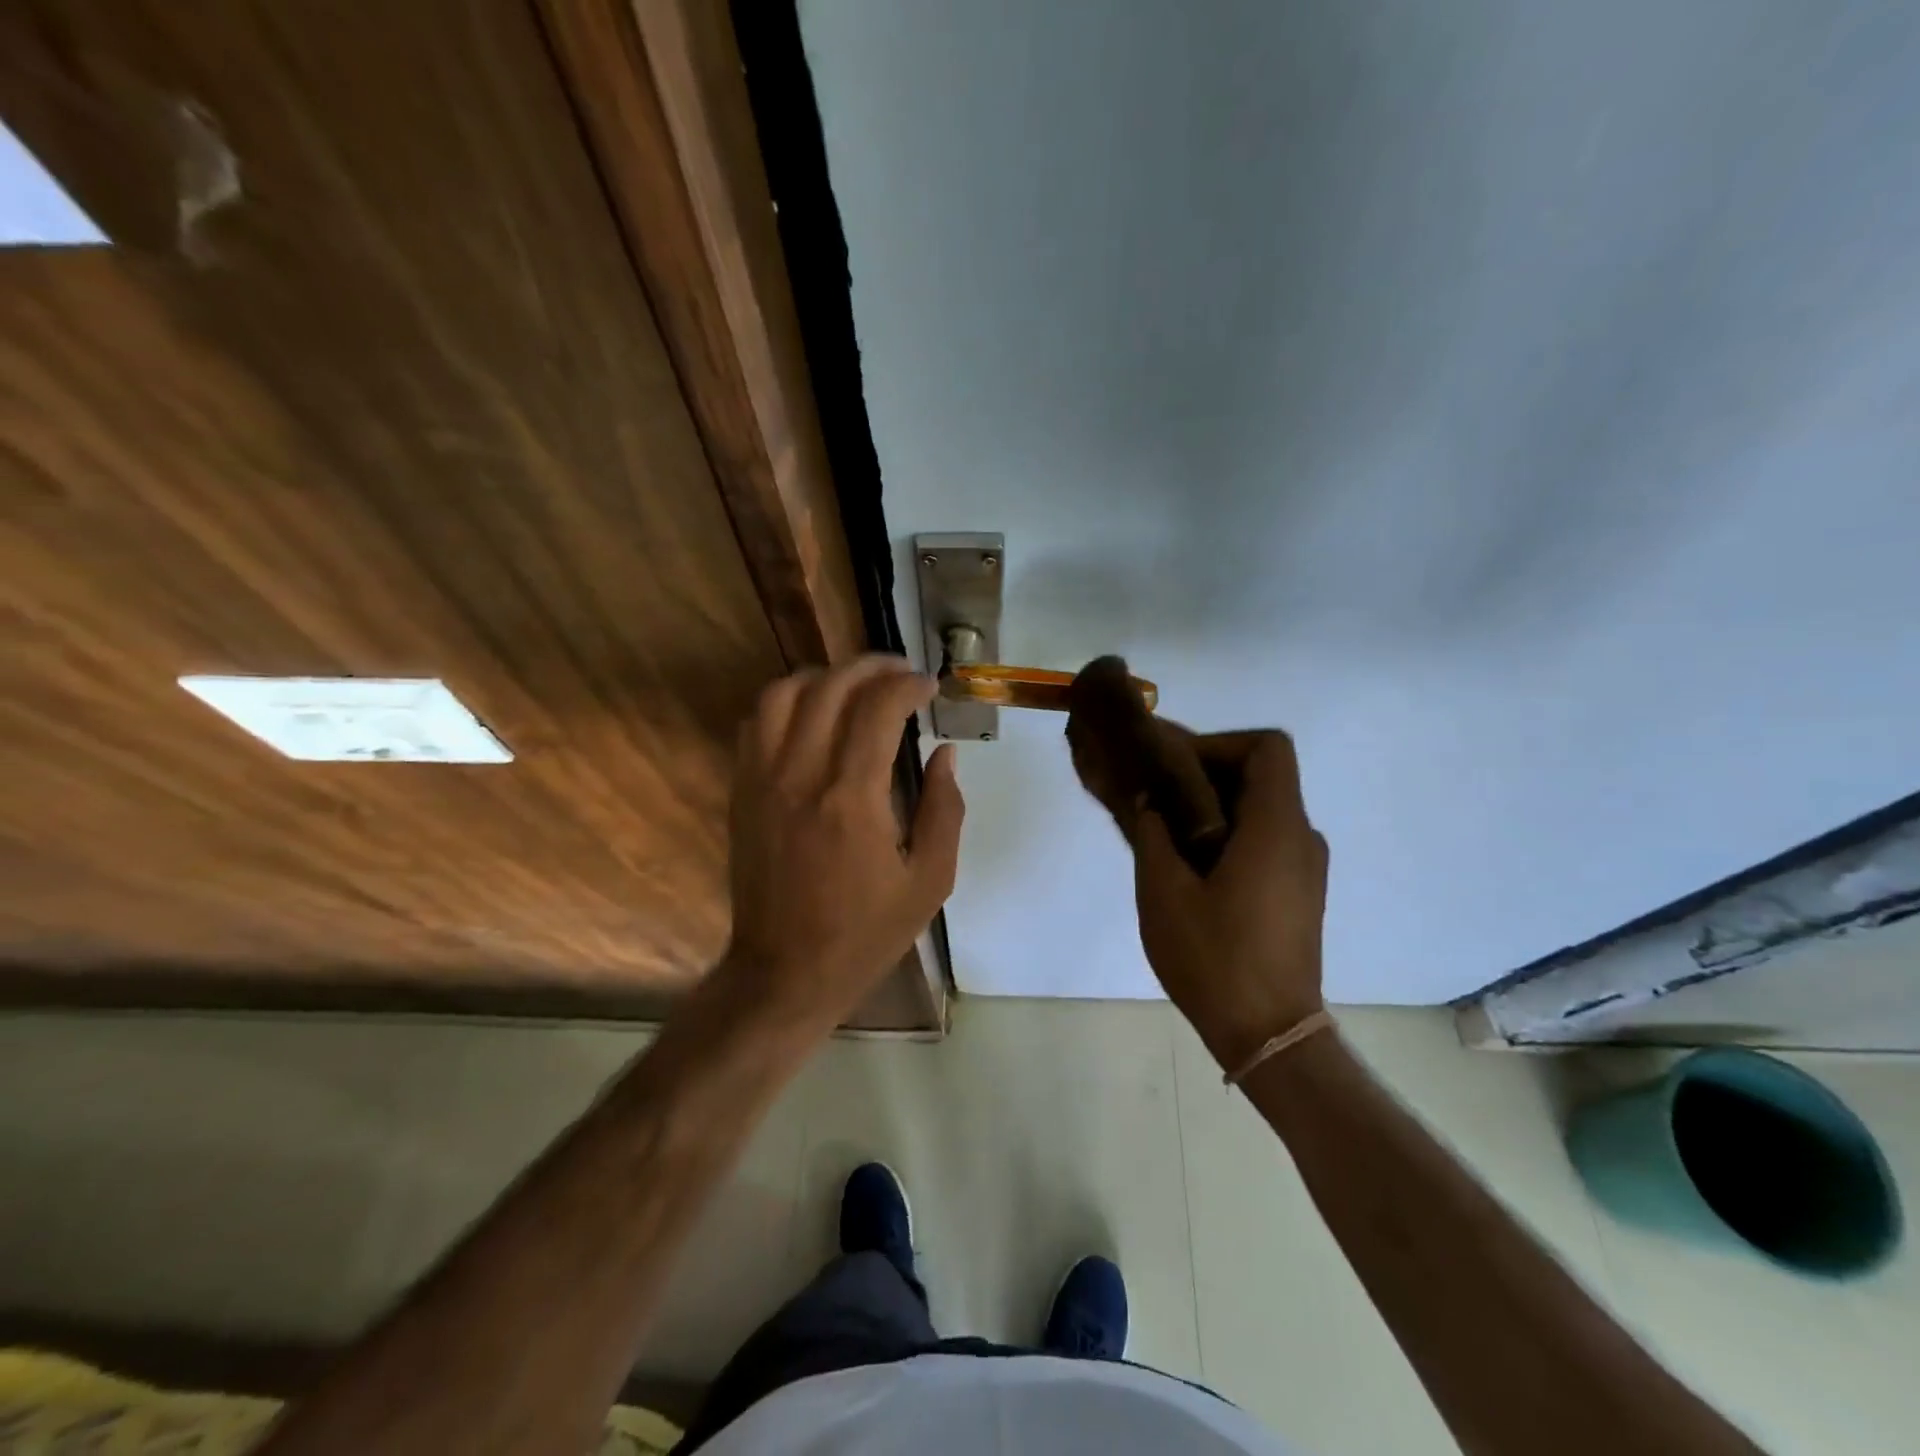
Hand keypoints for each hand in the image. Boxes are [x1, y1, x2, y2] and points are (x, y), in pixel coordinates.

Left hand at [723, 655, 963, 1027]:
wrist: (784, 972)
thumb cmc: (865, 933)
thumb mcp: (929, 883)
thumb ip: (944, 810)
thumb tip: (945, 754)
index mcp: (852, 800)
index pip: (878, 709)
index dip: (907, 685)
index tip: (928, 687)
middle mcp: (801, 776)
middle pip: (830, 687)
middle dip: (871, 666)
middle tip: (900, 672)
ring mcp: (762, 781)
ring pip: (783, 693)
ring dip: (824, 676)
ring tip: (855, 685)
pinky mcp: (741, 792)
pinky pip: (756, 723)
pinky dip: (786, 701)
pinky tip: (812, 713)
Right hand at [1128, 731, 1328, 1072]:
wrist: (1268, 1034)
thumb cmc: (1214, 958)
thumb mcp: (1163, 892)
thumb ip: (1153, 835)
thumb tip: (1151, 804)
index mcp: (1275, 827)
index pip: (1268, 747)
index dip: (1220, 743)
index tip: (1176, 768)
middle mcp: (1301, 838)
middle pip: (1261, 775)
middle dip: (1206, 772)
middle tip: (1157, 792)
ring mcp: (1305, 868)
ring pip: (1261, 809)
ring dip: (1215, 806)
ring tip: (1165, 829)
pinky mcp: (1299, 893)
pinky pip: (1265, 840)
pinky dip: (1229, 834)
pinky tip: (1190, 866)